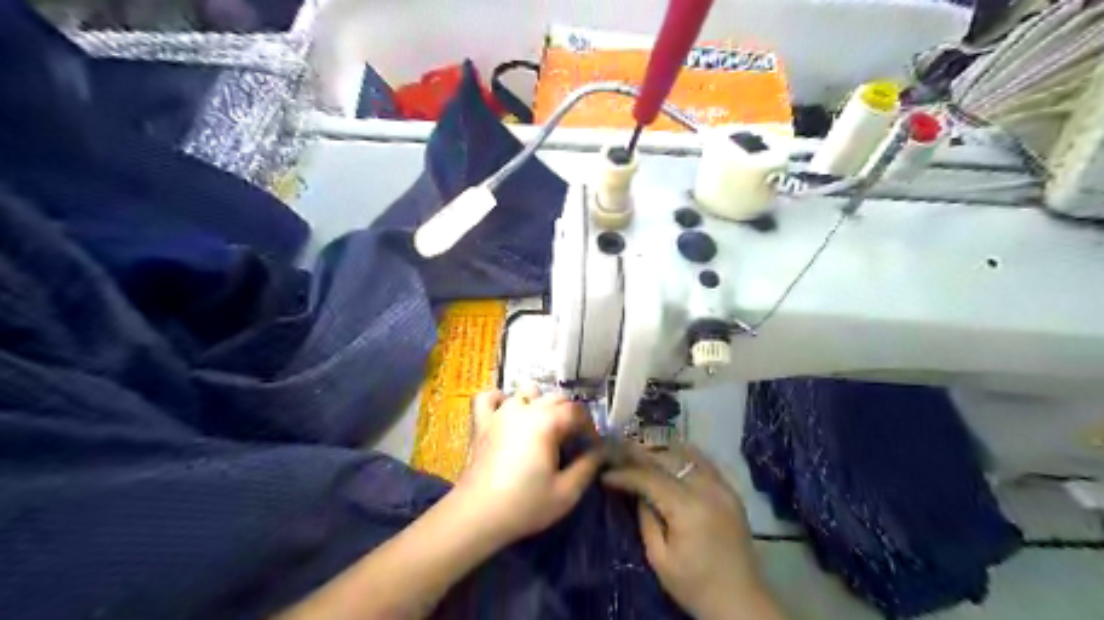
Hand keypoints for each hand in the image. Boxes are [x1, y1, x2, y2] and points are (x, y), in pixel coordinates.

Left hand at [452, 386, 599, 545]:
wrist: (476, 515)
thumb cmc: (524, 505)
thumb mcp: (566, 493)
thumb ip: (587, 467)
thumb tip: (599, 452)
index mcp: (547, 422)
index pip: (577, 411)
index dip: (589, 427)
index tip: (592, 447)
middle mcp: (524, 408)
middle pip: (555, 398)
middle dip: (569, 415)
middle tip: (572, 441)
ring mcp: (500, 412)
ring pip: (527, 392)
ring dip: (540, 404)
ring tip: (543, 427)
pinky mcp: (481, 422)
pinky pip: (489, 397)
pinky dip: (501, 399)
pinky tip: (507, 413)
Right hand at [602, 444, 775, 619]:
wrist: (741, 601)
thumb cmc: (695, 585)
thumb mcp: (660, 559)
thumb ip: (646, 519)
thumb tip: (636, 493)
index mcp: (687, 508)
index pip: (649, 478)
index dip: (625, 474)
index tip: (605, 475)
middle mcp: (706, 489)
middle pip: (666, 459)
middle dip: (639, 455)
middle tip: (617, 454)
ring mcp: (722, 486)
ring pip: (685, 454)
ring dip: (660, 452)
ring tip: (640, 455)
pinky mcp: (730, 490)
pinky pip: (703, 462)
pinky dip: (683, 456)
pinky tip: (668, 458)